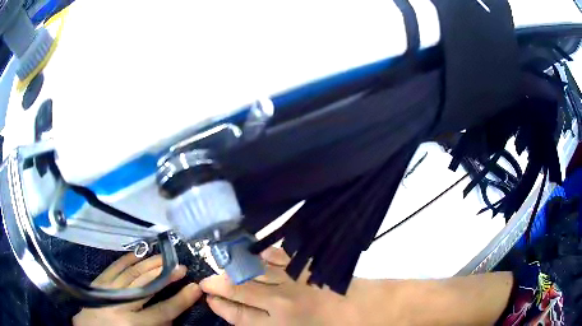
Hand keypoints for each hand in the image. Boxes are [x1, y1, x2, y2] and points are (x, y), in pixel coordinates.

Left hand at [73, 253, 202, 325]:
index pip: (164, 310)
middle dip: (165, 275)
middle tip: (180, 266)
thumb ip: (158, 325)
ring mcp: (108, 290)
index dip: (181, 299)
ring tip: (164, 257)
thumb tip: (171, 312)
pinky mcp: (99, 282)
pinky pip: (114, 267)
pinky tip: (137, 253)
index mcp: (134, 324)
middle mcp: (121, 305)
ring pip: (131, 273)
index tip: (195, 287)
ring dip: (149, 264)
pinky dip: (127, 259)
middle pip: (146, 286)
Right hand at [200, 247, 358, 325]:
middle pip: (239, 289)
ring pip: (254, 270)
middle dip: (217, 285)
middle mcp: (279, 301)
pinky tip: (253, 254)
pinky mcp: (305, 267)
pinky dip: (262, 255)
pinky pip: (277, 257)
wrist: (364, 311)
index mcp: (278, 325)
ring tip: (220, 264)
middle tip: (205, 281)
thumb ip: (266, 325)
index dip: (221, 306)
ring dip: (234, 267)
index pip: (238, 315)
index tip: (209, 299)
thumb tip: (244, 316)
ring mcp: (293, 280)